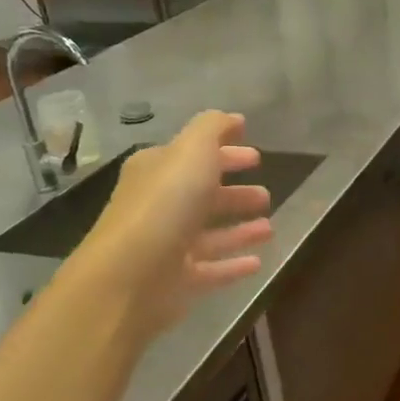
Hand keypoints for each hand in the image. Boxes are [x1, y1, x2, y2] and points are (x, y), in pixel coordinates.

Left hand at [77, 111, 272, 338]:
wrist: (130, 277)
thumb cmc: (164, 206)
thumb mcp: (191, 152)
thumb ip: (213, 129)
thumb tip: (233, 119)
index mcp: (157, 171)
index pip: (193, 156)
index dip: (225, 152)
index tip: (257, 155)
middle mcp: (160, 206)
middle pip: (202, 196)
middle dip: (234, 193)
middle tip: (265, 195)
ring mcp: (168, 246)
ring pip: (210, 234)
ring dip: (239, 230)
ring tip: (269, 227)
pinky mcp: (178, 281)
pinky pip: (213, 269)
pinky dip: (233, 264)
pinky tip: (258, 261)